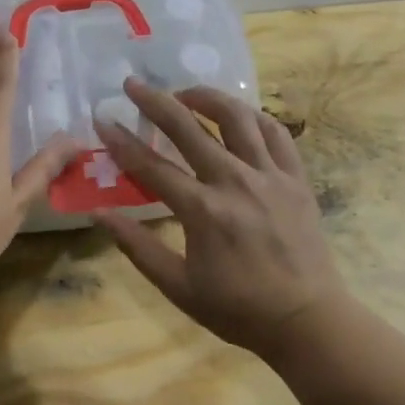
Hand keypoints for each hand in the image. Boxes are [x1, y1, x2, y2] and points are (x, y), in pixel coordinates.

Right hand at [94, 78, 348, 360]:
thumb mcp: (178, 286)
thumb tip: (99, 214)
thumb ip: (137, 246)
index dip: (122, 141)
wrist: (306, 320)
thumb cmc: (237, 308)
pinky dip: (254, 116)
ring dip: (207, 98)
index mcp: (202, 210)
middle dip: (156, 102)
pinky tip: (239, 114)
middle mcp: (235, 181)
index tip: (102, 119)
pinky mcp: (296, 178)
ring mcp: (270, 176)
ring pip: (237, 118)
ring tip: (185, 92)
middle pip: (189, 128)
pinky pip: (276, 133)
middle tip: (134, 85)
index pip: (152, 166)